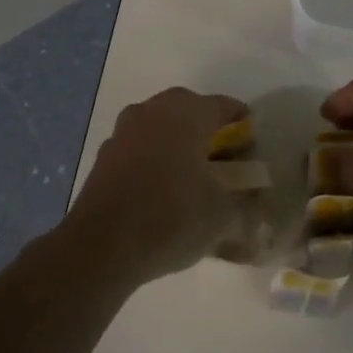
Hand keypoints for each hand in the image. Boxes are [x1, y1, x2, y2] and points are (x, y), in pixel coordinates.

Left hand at [65, 87, 247, 285]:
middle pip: (189, 109)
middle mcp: (155, 110)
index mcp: (189, 113)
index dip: (242, 125)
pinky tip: (159, 188)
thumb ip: (243, 198)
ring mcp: (125, 129)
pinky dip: (153, 157)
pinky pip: (139, 146)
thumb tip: (250, 191)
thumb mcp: (223, 215)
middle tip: (222, 159)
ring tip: (190, 174)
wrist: (101, 245)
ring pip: (160, 125)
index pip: (225, 107)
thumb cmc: (172, 218)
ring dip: (176, 141)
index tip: (251, 149)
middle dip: (207, 129)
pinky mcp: (105, 153)